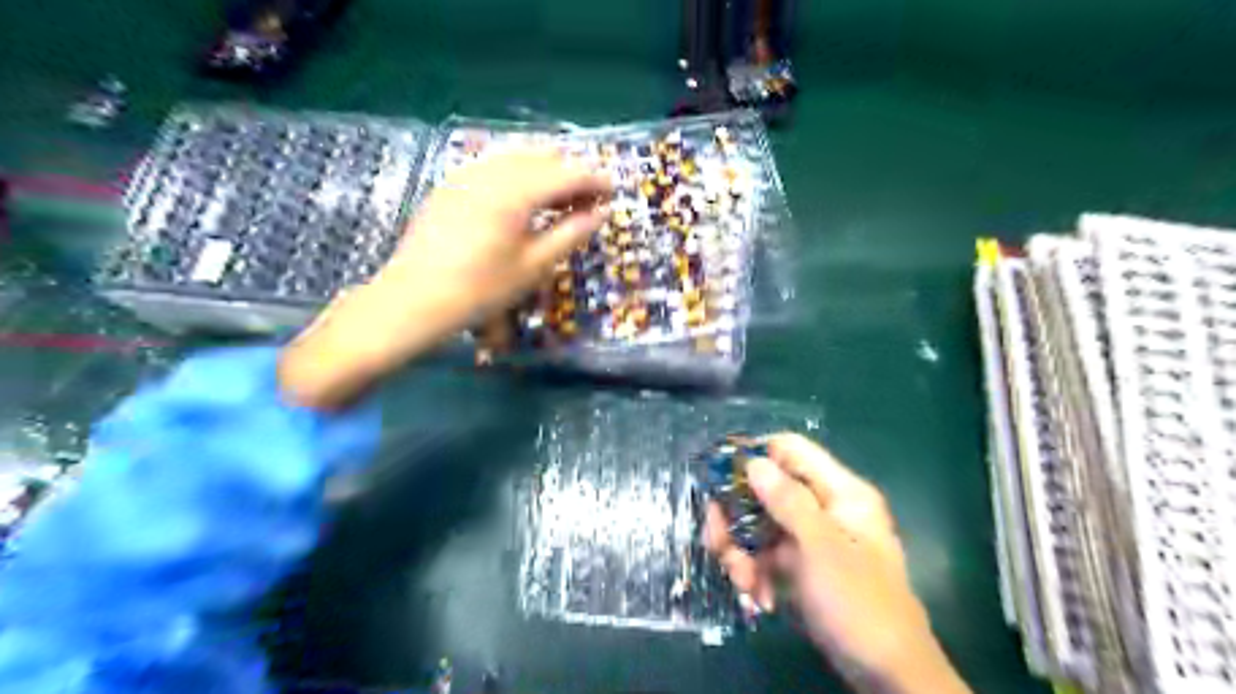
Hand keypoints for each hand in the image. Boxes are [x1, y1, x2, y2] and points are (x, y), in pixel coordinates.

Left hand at [384, 150, 612, 320]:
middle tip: (588, 201)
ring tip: (559, 200)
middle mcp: (493, 172)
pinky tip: (522, 198)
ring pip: (518, 156)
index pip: (568, 173)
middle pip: (543, 156)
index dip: (595, 181)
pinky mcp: (452, 184)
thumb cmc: (481, 289)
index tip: (613, 194)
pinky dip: (518, 174)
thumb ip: (572, 233)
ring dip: (546, 171)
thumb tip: (602, 212)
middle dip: (571, 173)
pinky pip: (494, 165)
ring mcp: (468, 174)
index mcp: (517, 191)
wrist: (415, 298)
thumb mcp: (534, 266)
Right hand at [705, 434, 965, 693]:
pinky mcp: (800, 566)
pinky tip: (758, 598)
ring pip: (760, 525)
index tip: (719, 475)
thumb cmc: (859, 603)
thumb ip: (787, 501)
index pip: (791, 451)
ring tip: (742, 581)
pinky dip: (755, 572)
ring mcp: (810, 538)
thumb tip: (754, 462)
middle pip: (766, 490)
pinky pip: (766, 555)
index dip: (755, 456)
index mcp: (840, 492)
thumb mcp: (821, 548)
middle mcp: (823, 508)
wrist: (887, 675)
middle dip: (737, 516)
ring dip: (742, 551)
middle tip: (715, 540)